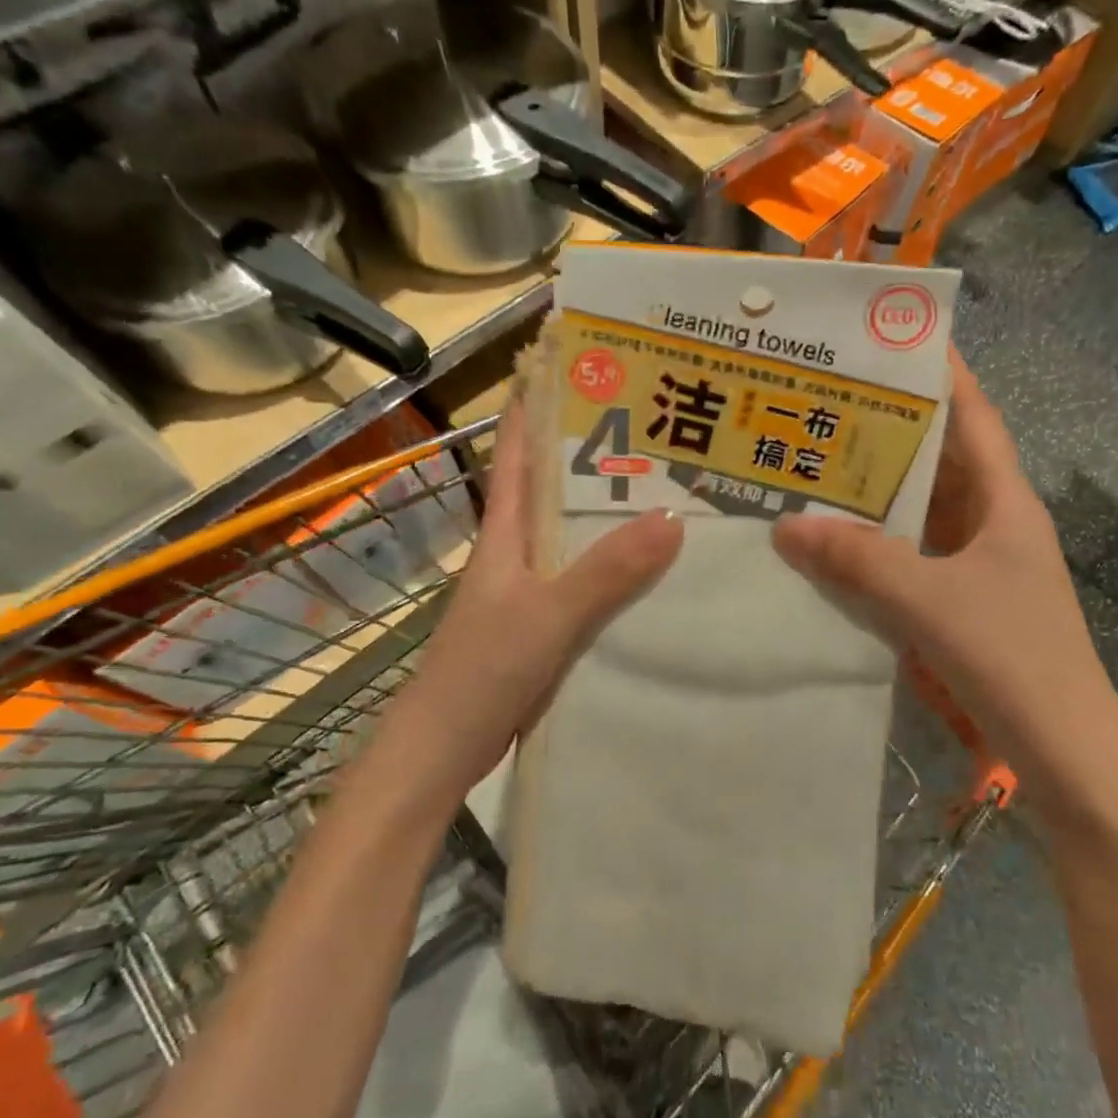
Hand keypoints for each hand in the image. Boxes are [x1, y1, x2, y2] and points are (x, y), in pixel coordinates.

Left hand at [393, 398, 683, 807]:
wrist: (443, 750)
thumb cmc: (482, 670)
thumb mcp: (548, 615)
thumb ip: (606, 571)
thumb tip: (674, 516)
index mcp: (506, 533)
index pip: (520, 453)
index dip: (537, 406)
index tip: (574, 368)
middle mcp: (517, 552)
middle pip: (556, 489)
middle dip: (595, 455)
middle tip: (653, 427)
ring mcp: (529, 591)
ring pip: (575, 536)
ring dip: (610, 512)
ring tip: (668, 488)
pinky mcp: (543, 626)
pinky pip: (588, 580)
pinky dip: (616, 566)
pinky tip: (655, 569)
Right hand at [771, 349, 1116, 779]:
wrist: (1067, 755)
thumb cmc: (1013, 660)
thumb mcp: (930, 601)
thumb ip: (858, 561)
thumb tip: (784, 526)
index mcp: (1006, 504)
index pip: (975, 419)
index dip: (942, 375)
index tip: (894, 341)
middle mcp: (995, 524)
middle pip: (942, 460)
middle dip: (892, 429)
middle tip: (829, 403)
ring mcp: (981, 566)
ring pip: (925, 511)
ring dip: (881, 490)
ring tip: (820, 462)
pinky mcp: (965, 603)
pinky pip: (915, 555)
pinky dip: (879, 543)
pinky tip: (837, 542)